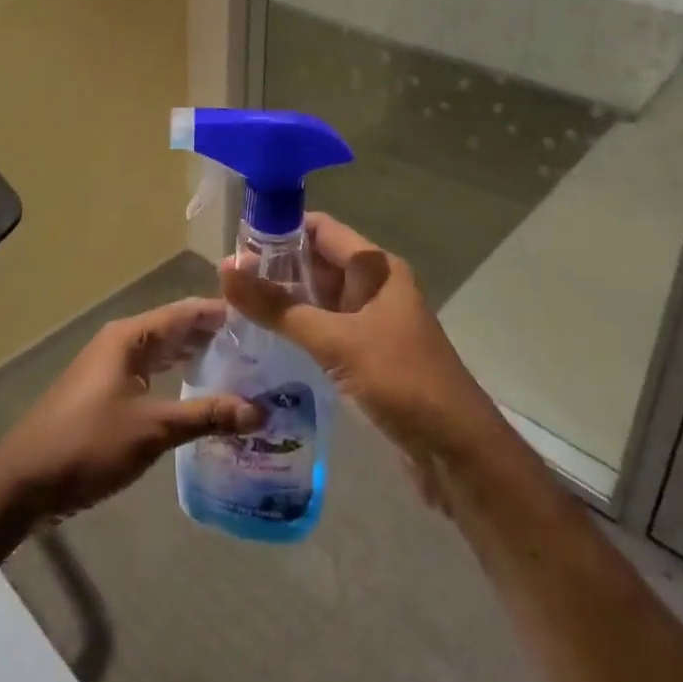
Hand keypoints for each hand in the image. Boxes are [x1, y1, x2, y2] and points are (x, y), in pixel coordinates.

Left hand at [0, 299, 262, 522]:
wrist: (23, 482)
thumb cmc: (89, 443)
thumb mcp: (153, 429)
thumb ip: (206, 415)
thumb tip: (261, 411)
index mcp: (132, 336)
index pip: (187, 312)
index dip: (223, 313)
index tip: (262, 317)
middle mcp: (122, 342)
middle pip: (176, 329)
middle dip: (215, 336)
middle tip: (260, 347)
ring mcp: (112, 368)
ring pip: (164, 353)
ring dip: (197, 358)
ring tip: (240, 368)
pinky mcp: (106, 393)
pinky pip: (152, 374)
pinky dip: (177, 378)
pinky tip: (200, 395)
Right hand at [219, 214, 503, 473]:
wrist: (457, 451)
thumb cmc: (401, 380)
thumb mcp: (336, 341)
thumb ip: (279, 308)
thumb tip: (225, 268)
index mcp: (376, 268)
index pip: (322, 230)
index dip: (281, 230)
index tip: (237, 241)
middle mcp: (374, 287)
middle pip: (318, 263)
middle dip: (276, 268)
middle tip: (227, 280)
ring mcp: (372, 322)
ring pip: (320, 299)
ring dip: (284, 301)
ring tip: (234, 307)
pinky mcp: (368, 355)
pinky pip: (326, 329)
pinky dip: (298, 330)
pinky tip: (264, 340)